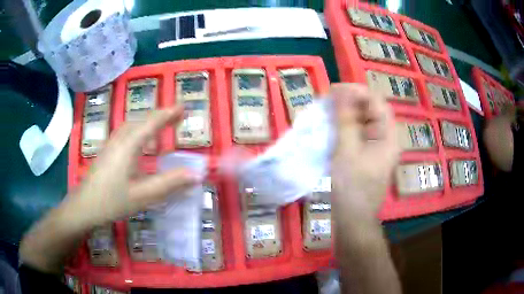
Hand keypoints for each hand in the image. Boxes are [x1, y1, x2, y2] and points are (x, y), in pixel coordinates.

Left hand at [69, 105, 198, 226]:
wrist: (84, 206)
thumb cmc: (112, 201)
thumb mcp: (143, 195)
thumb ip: (169, 184)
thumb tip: (196, 174)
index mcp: (129, 145)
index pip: (152, 123)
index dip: (169, 113)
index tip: (183, 106)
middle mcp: (120, 139)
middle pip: (141, 120)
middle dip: (160, 116)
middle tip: (177, 117)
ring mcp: (111, 144)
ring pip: (132, 126)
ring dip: (148, 123)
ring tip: (161, 129)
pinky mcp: (107, 152)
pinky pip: (126, 134)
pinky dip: (139, 132)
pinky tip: (140, 146)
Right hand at [330, 84, 399, 218]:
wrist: (353, 218)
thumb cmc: (352, 187)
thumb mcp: (347, 150)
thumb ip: (345, 119)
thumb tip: (341, 91)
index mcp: (389, 135)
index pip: (376, 101)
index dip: (356, 91)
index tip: (333, 90)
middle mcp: (386, 137)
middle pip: (371, 109)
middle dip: (349, 102)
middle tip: (326, 101)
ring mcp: (377, 146)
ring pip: (363, 120)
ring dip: (345, 113)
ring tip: (326, 111)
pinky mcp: (367, 153)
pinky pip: (358, 132)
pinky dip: (345, 126)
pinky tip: (331, 126)